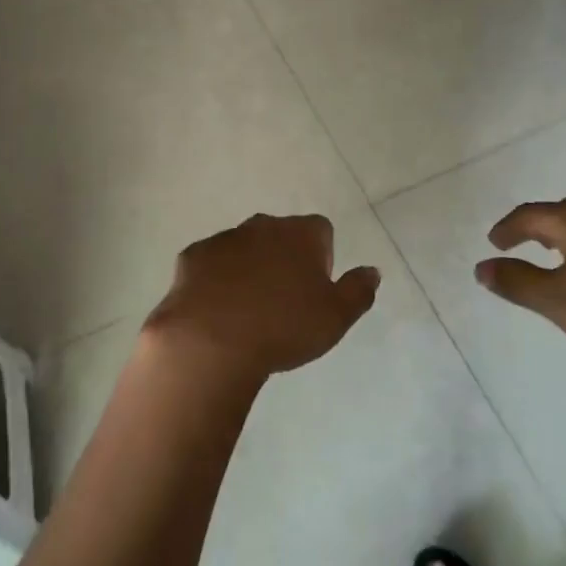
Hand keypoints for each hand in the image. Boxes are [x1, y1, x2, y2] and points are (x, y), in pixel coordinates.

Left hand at [144, 214, 379, 386]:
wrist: (212, 340)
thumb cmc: (283, 327)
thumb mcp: (336, 318)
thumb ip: (358, 290)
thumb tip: (372, 270)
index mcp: (300, 234)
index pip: (321, 231)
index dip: (321, 258)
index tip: (314, 290)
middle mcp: (263, 225)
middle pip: (280, 235)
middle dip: (283, 259)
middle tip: (282, 302)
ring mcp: (224, 238)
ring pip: (244, 247)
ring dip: (249, 267)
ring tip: (248, 311)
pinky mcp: (193, 256)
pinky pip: (211, 263)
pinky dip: (216, 279)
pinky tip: (216, 310)